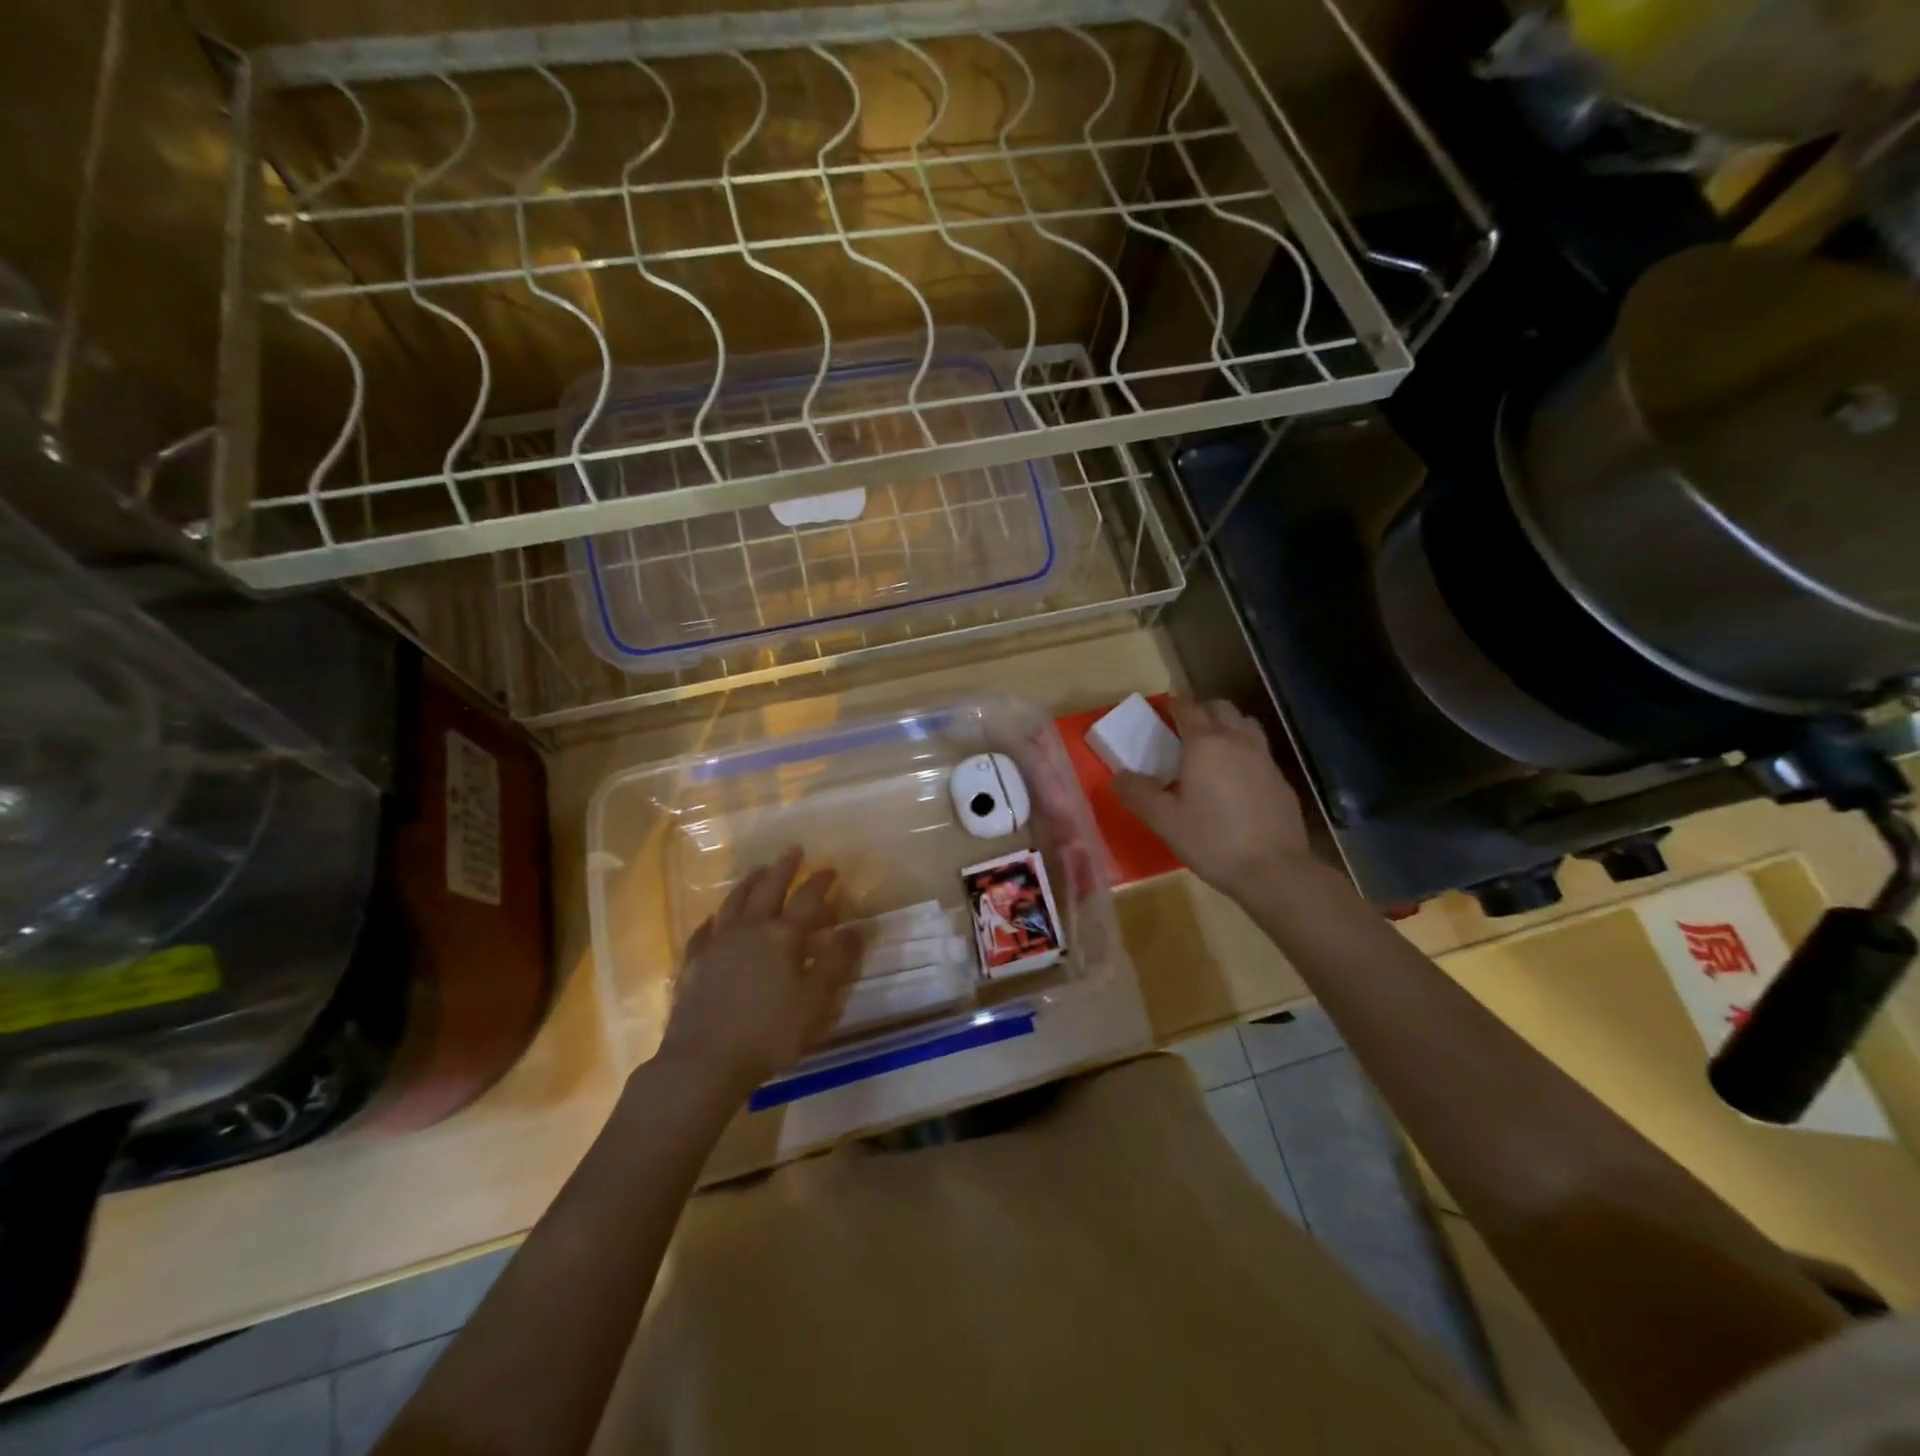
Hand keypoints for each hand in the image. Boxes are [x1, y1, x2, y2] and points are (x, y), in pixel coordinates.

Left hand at [655, 848, 861, 1095]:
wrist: (704, 1061)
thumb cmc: (769, 1033)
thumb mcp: (815, 1001)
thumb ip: (836, 962)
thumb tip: (854, 928)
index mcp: (783, 936)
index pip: (807, 899)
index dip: (820, 882)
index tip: (830, 868)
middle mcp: (749, 930)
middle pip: (768, 889)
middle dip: (783, 868)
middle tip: (793, 850)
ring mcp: (717, 945)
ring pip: (734, 902)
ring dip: (748, 883)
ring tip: (758, 870)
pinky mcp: (693, 964)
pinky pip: (703, 932)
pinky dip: (713, 920)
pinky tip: (713, 919)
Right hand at [1112, 698, 1314, 901]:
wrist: (1273, 870)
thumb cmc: (1212, 840)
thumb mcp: (1163, 820)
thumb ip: (1137, 793)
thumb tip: (1119, 776)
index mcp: (1204, 744)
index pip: (1189, 708)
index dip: (1175, 704)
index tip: (1165, 708)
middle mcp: (1237, 741)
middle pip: (1221, 708)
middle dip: (1202, 710)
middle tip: (1186, 728)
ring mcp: (1264, 759)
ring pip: (1246, 724)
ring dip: (1227, 726)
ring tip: (1213, 748)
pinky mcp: (1281, 780)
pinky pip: (1259, 752)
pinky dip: (1244, 752)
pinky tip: (1236, 779)